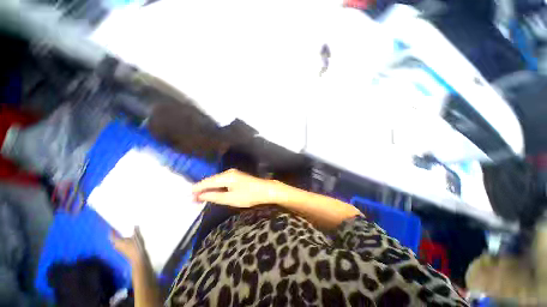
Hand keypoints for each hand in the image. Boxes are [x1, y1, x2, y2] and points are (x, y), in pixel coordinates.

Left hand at [110, 227, 147, 265]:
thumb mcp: (137, 238)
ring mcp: (121, 250)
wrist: (138, 259)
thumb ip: (136, 231)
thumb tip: (135, 225)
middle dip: (114, 236)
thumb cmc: (136, 247)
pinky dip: (122, 242)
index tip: (112, 228)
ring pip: (117, 244)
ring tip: (122, 235)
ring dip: (118, 239)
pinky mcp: (124, 252)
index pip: (112, 236)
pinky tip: (127, 240)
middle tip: (117, 231)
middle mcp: (117, 246)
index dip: (111, 232)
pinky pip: (120, 245)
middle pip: (113, 241)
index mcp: (118, 242)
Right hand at [192, 169, 279, 207]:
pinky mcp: (236, 176)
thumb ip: (214, 196)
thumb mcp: (230, 199)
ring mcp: (233, 173)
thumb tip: (200, 196)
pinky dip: (216, 187)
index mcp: (226, 177)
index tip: (187, 196)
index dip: (197, 188)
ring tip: (200, 198)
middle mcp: (228, 172)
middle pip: (211, 180)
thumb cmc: (248, 196)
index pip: (207, 182)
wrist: (265, 190)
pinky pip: (222, 181)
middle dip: (202, 189)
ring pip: (216, 180)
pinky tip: (213, 192)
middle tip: (193, 200)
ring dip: (209, 188)